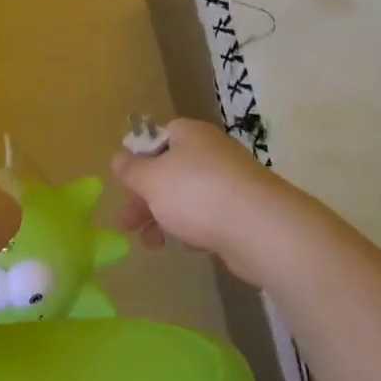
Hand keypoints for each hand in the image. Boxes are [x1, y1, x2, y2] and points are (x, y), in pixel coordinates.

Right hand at [110, 118, 305, 286]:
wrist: (262, 229)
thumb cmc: (197, 194)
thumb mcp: (151, 179)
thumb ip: (130, 169)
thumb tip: (119, 157)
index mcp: (189, 134)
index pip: (158, 136)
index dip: (138, 158)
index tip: (126, 183)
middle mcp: (211, 152)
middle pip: (169, 171)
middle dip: (145, 199)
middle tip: (127, 224)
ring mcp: (230, 182)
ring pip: (186, 197)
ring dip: (164, 219)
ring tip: (153, 244)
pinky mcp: (242, 211)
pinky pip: (208, 216)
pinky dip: (193, 229)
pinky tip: (190, 245)